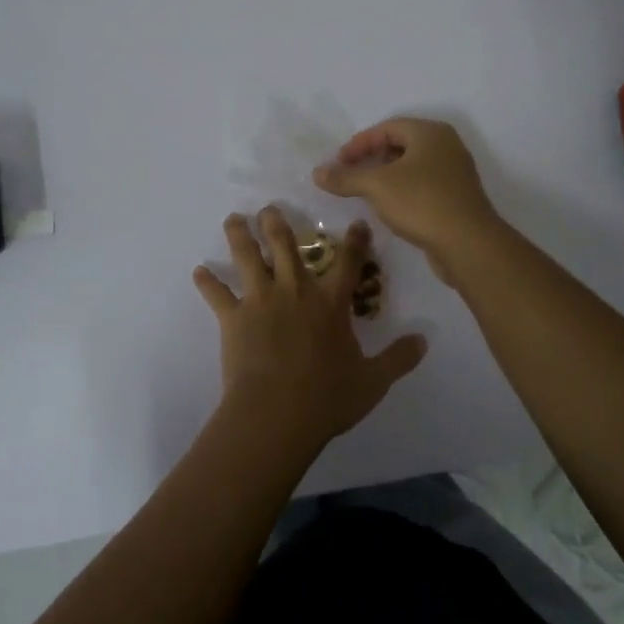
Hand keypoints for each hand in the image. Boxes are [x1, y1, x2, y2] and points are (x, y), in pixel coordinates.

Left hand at [192, 207, 426, 450]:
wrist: (276, 414)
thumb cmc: (327, 398)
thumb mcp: (373, 381)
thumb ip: (399, 358)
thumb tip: (425, 340)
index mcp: (330, 303)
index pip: (347, 263)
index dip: (354, 241)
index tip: (356, 222)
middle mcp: (295, 291)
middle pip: (285, 246)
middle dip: (277, 223)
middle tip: (269, 209)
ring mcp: (261, 300)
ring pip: (248, 257)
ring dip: (240, 236)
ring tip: (233, 219)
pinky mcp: (233, 317)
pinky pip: (216, 294)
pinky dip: (207, 282)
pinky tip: (198, 271)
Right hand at [313, 118, 500, 281]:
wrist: (468, 244)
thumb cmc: (422, 202)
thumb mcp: (376, 186)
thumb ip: (345, 177)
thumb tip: (317, 173)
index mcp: (430, 133)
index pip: (387, 128)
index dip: (359, 143)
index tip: (338, 162)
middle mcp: (447, 146)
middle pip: (401, 145)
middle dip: (372, 159)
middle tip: (350, 175)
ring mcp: (455, 173)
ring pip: (412, 167)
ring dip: (386, 177)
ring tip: (365, 192)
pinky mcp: (457, 198)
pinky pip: (423, 186)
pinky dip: (402, 191)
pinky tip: (389, 208)